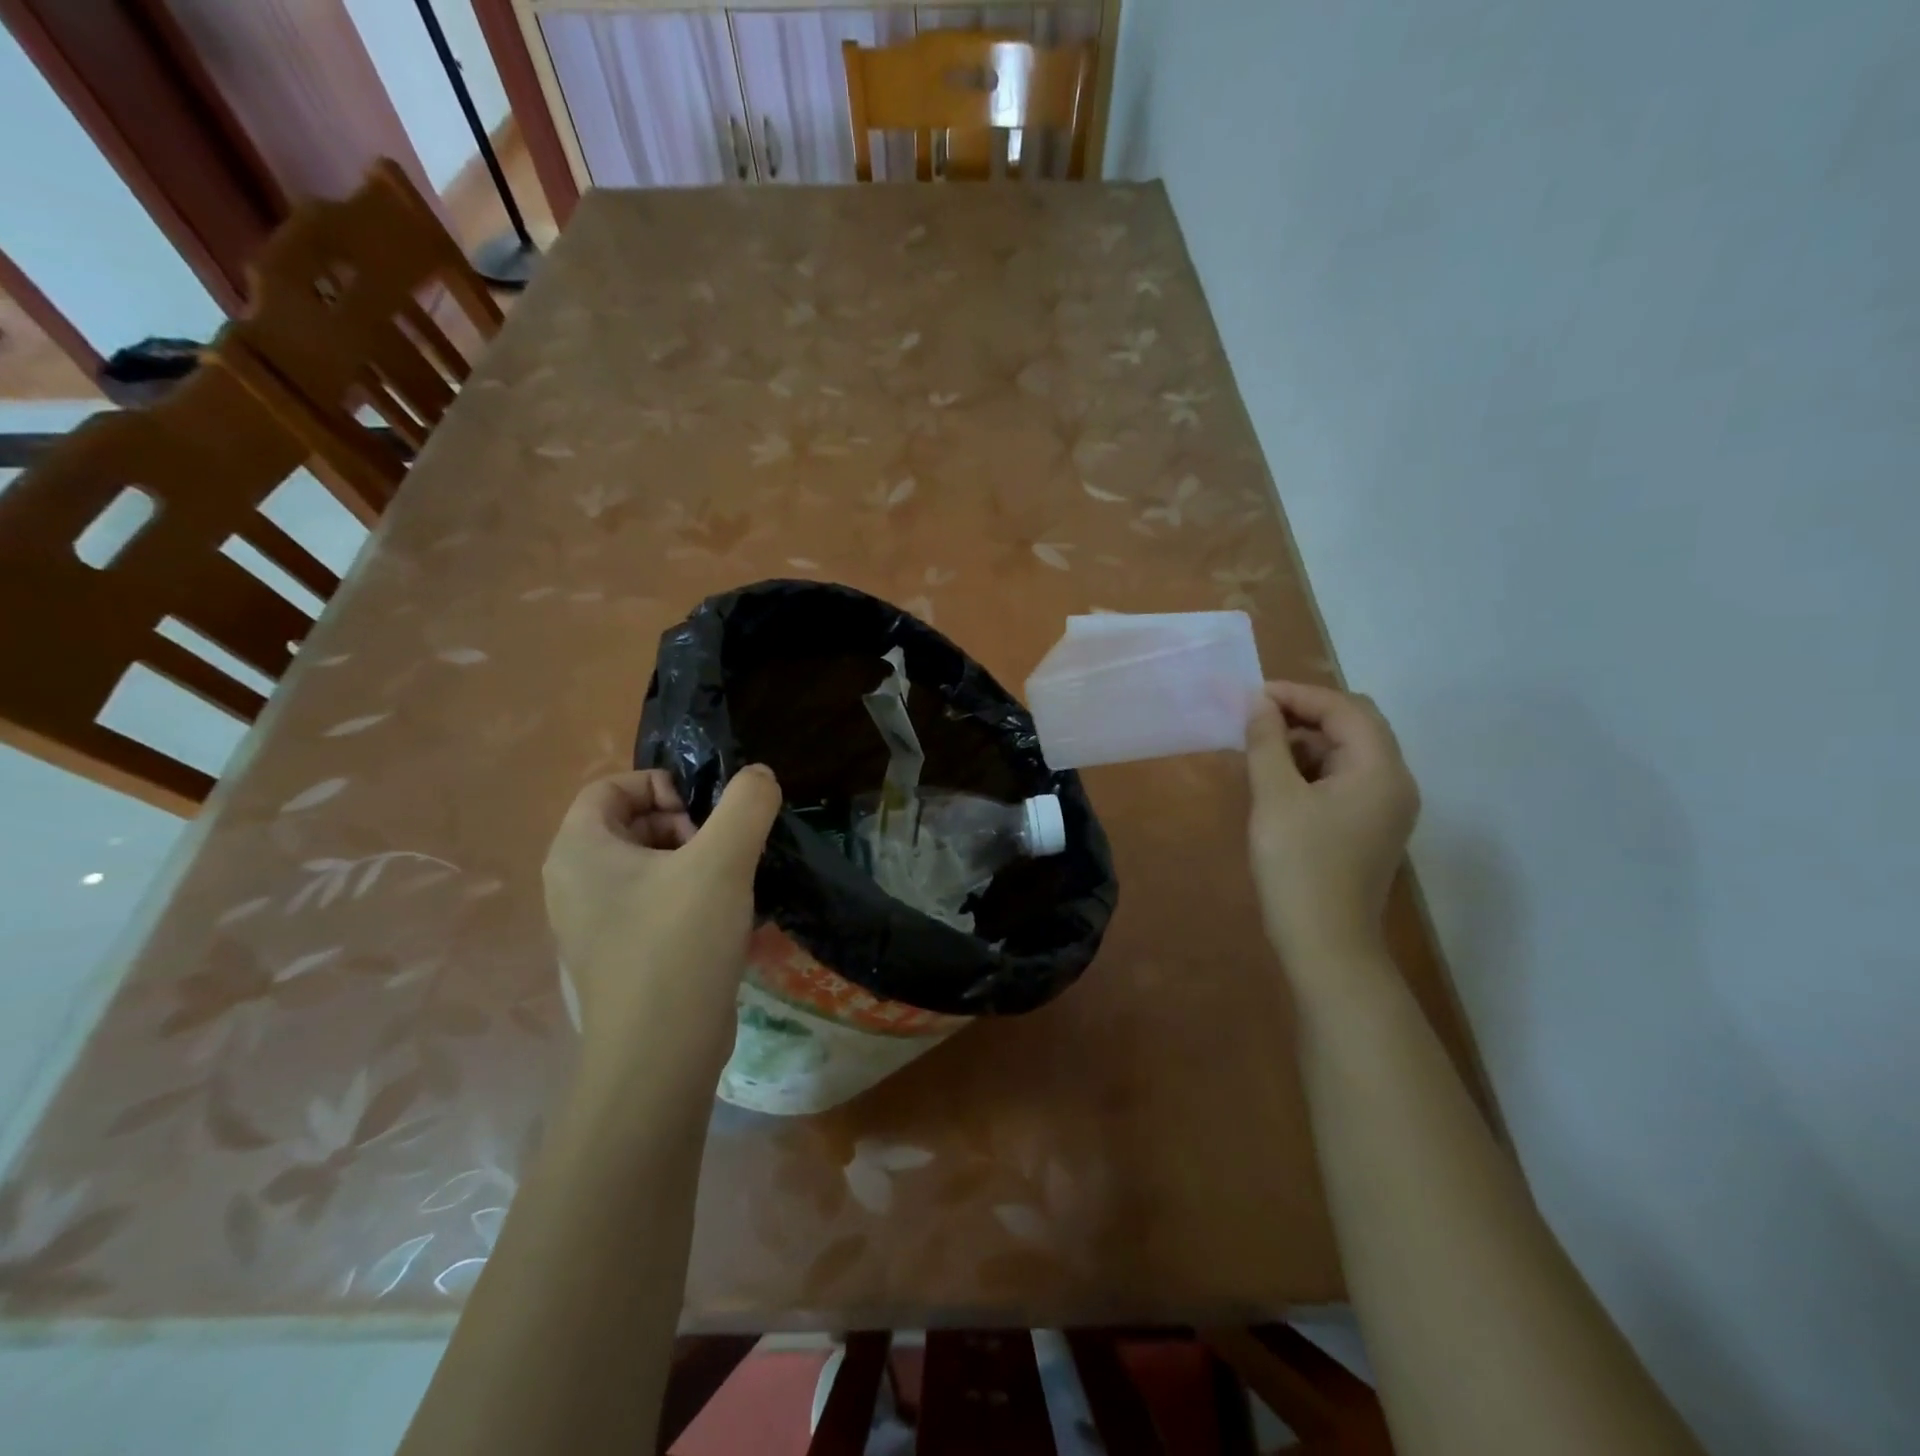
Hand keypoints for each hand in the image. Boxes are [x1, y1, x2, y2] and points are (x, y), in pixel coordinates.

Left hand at [542, 766, 781, 1081]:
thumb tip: (759, 776)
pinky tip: (720, 920)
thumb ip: (746, 804)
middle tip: (717, 853)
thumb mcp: (722, 861)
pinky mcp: (616, 956)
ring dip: (690, 862)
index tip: (702, 816)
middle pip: (629, 823)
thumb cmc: (679, 944)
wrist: (660, 1055)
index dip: (660, 786)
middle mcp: (572, 884)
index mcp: (578, 851)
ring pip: (644, 865)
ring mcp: (591, 925)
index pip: (610, 787)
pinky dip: (684, 897)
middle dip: (681, 825)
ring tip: (725, 887)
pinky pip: (649, 903)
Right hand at [1245, 682, 1419, 980]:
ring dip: (1306, 741)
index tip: (1252, 697)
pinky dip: (1311, 769)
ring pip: (1347, 753)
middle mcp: (1394, 782)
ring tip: (1259, 748)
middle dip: (1304, 714)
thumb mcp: (1274, 798)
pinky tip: (1277, 779)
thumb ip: (1266, 743)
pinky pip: (1343, 780)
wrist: (1325, 944)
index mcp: (1380, 770)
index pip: (1345, 709)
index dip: (1298, 695)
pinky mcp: (1369, 827)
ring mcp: (1384, 807)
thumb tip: (1258, 703)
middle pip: (1354, 726)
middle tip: (1256, 718)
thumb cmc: (1298, 866)